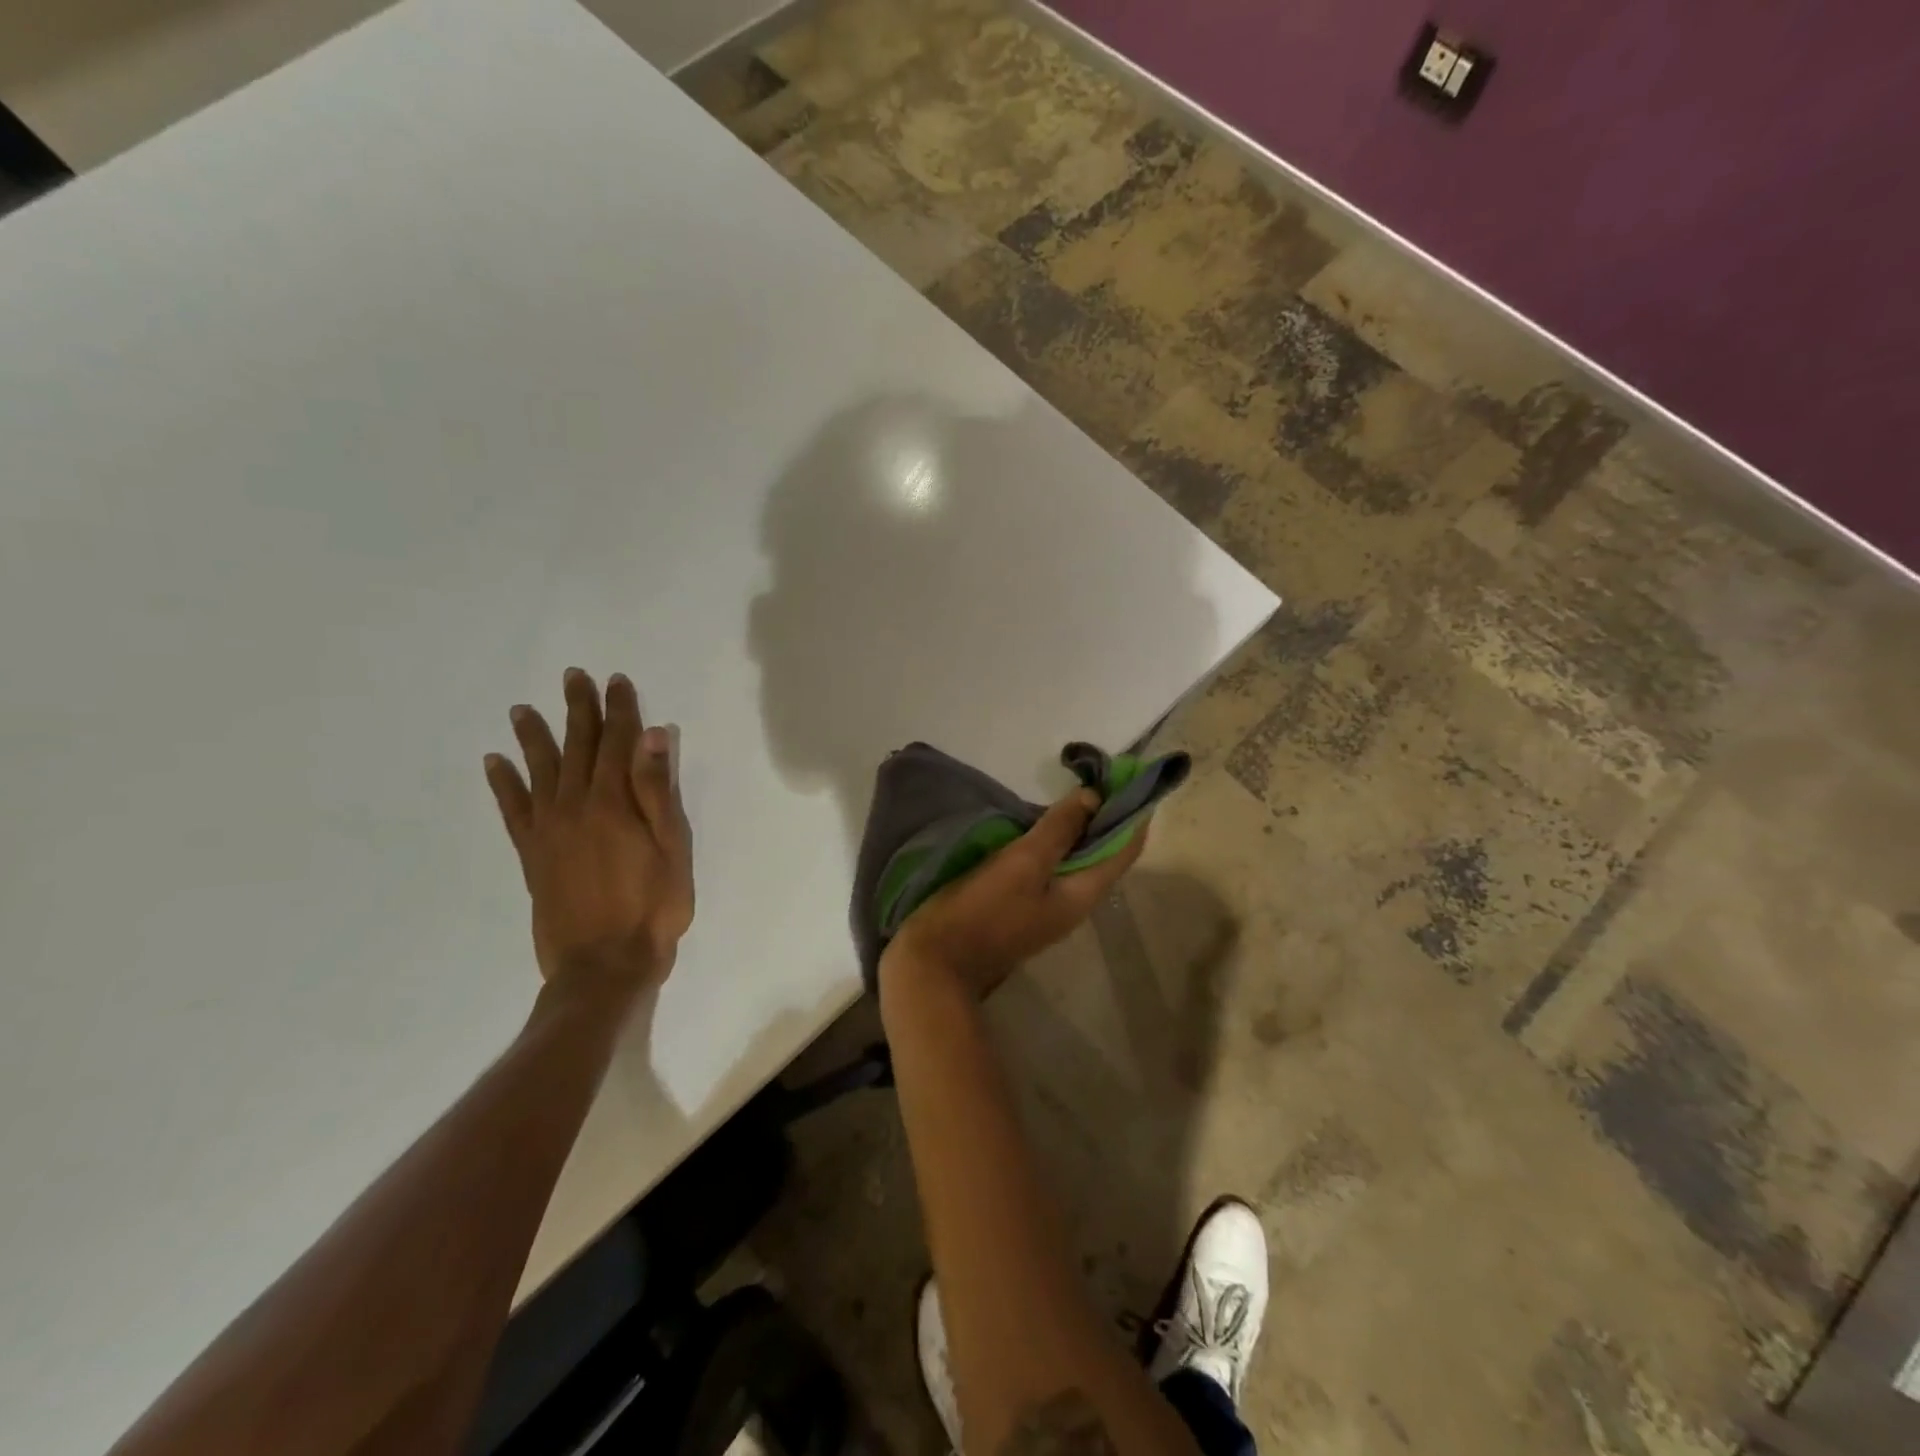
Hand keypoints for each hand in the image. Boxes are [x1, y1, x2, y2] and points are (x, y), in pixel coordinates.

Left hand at [484, 668, 693, 994]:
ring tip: (522, 709)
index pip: (618, 743)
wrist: (603, 964)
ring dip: (534, 736)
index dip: (619, 710)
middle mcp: (575, 806)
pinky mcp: (531, 854)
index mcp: (614, 802)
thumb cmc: (653, 906)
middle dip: (578, 710)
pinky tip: (495, 762)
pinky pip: (512, 810)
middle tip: (573, 676)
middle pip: (577, 747)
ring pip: (540, 770)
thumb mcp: (672, 847)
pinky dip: (503, 784)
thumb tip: (652, 736)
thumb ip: (658, 791)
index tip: (617, 680)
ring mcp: (548, 830)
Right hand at [879, 788, 1145, 999]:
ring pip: (1075, 857)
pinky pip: (1049, 864)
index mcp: (1083, 894)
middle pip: (1103, 851)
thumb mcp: (1022, 864)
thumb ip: (1059, 830)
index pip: (1127, 848)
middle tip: (1093, 774)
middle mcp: (1074, 899)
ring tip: (1068, 788)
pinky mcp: (1022, 901)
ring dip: (1076, 825)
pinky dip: (1051, 838)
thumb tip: (1093, 798)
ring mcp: (1047, 903)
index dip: (1133, 812)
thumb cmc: (982, 911)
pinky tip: (1034, 821)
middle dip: (1104, 813)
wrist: (936, 964)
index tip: (1126, 774)